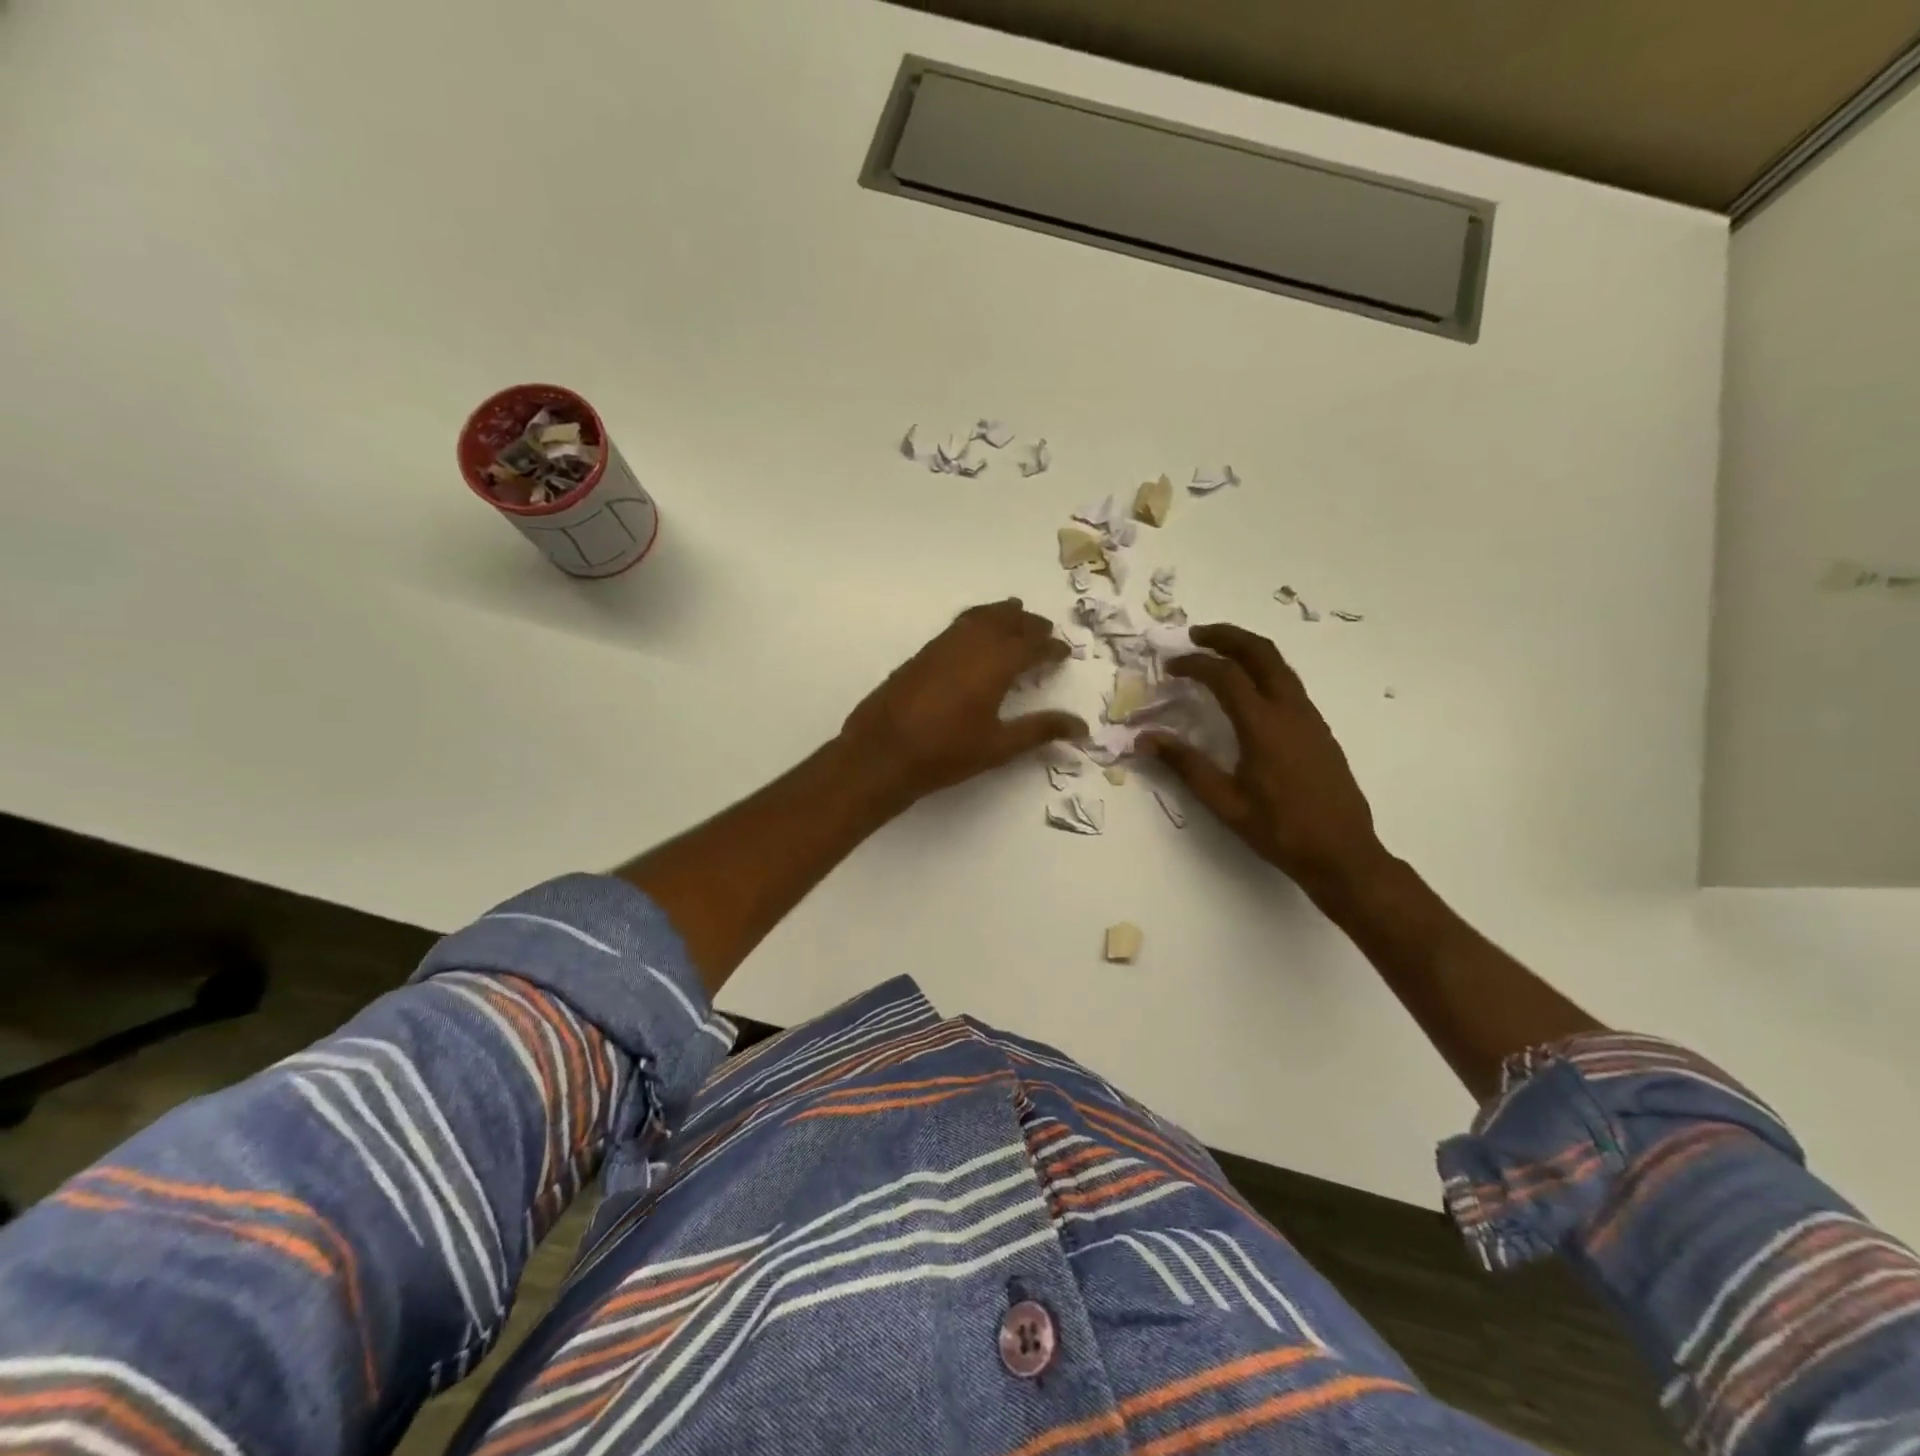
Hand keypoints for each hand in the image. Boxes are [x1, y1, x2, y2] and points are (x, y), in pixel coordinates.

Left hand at [840, 599, 1087, 805]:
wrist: (882, 752)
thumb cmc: (946, 753)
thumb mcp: (999, 746)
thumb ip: (1039, 730)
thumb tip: (1081, 727)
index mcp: (995, 664)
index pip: (1031, 646)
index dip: (1050, 648)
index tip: (1064, 653)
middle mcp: (970, 645)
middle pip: (1006, 622)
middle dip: (1028, 624)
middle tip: (1045, 630)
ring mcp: (942, 645)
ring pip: (979, 617)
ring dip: (1001, 615)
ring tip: (1015, 616)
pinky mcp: (922, 653)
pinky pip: (957, 625)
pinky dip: (976, 620)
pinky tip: (976, 635)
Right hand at [1144, 623, 1384, 894]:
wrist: (1343, 853)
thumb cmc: (1279, 830)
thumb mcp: (1225, 802)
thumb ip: (1185, 765)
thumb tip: (1145, 738)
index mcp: (1263, 726)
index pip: (1225, 676)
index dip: (1194, 664)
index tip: (1170, 666)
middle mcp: (1290, 711)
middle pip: (1261, 653)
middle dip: (1227, 636)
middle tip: (1196, 635)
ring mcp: (1310, 718)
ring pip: (1279, 665)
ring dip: (1247, 650)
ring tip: (1218, 653)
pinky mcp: (1319, 729)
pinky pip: (1289, 684)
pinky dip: (1263, 670)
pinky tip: (1247, 690)